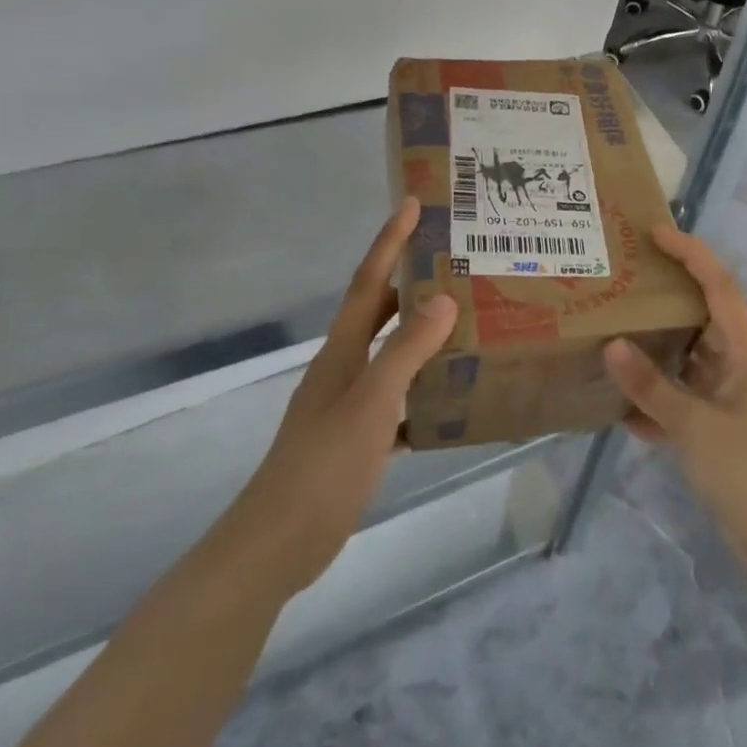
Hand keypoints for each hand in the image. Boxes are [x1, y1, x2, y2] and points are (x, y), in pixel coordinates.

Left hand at [241, 199, 456, 597]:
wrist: (280, 542)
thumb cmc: (324, 464)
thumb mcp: (370, 402)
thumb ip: (405, 350)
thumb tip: (442, 299)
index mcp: (342, 350)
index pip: (368, 282)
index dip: (388, 241)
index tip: (410, 204)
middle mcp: (345, 367)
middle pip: (380, 310)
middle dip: (410, 279)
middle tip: (453, 257)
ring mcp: (351, 403)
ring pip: (393, 353)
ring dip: (423, 332)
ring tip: (466, 316)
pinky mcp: (360, 436)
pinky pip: (401, 398)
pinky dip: (426, 388)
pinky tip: (456, 393)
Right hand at [603, 226, 746, 584]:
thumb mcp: (695, 427)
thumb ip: (652, 387)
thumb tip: (612, 345)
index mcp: (746, 351)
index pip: (718, 286)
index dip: (691, 254)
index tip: (656, 234)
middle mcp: (741, 364)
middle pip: (702, 317)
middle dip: (667, 298)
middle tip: (624, 281)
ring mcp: (733, 398)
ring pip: (690, 359)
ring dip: (657, 350)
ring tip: (613, 332)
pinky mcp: (723, 429)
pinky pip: (685, 399)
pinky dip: (658, 399)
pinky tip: (621, 406)